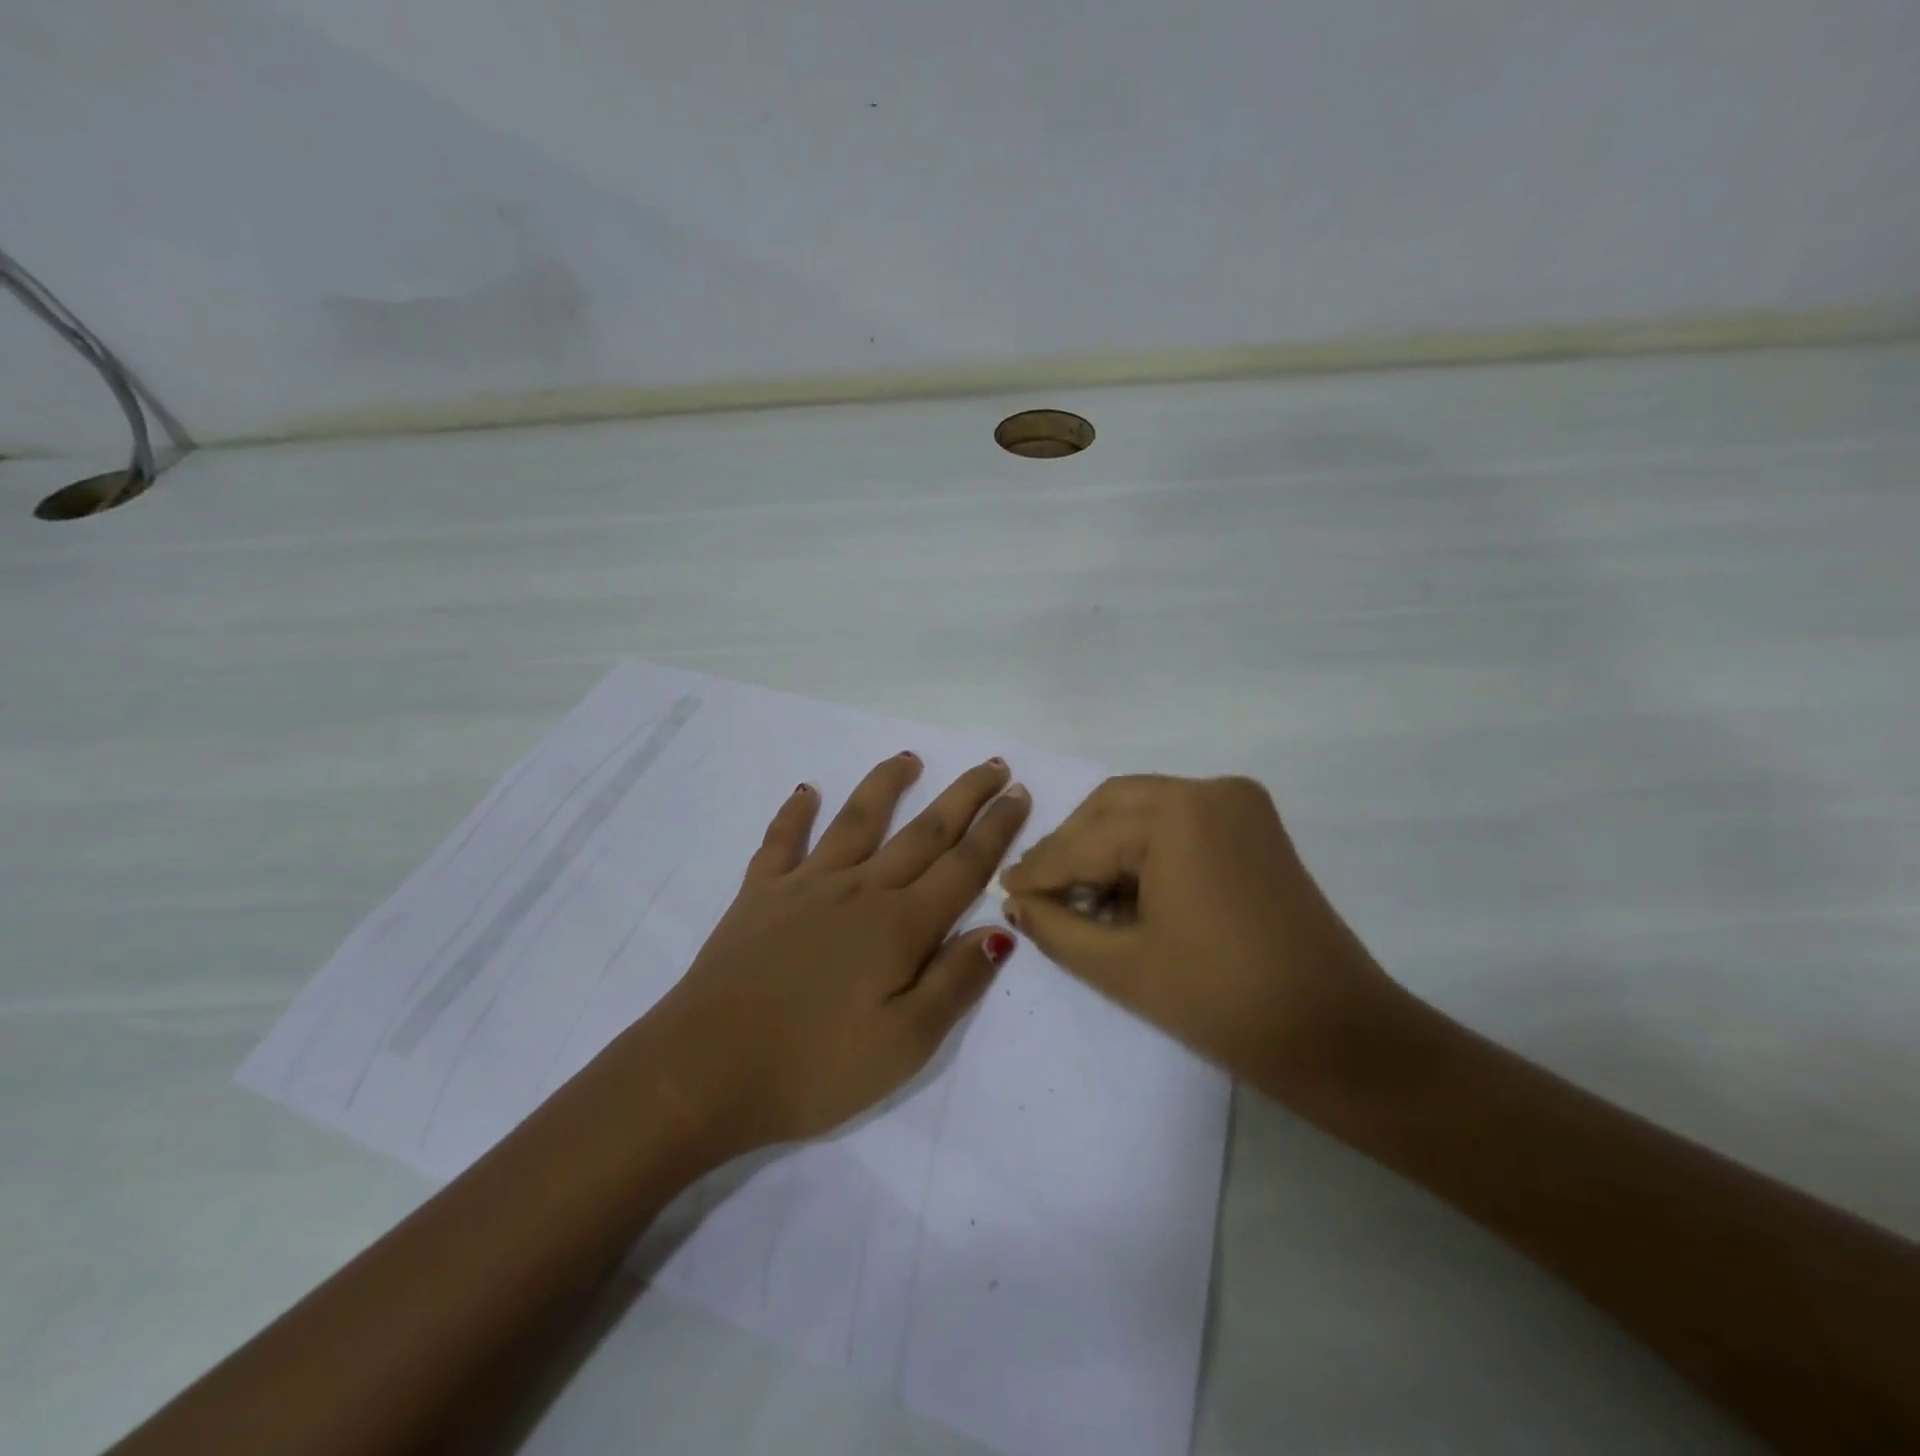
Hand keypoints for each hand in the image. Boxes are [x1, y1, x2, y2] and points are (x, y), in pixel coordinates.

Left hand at [644, 752, 1028, 1154]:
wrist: (703, 1071)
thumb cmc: (814, 1068)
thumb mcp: (905, 1044)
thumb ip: (956, 981)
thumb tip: (1000, 929)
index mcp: (900, 925)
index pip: (963, 865)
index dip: (997, 829)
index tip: (1019, 793)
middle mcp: (859, 890)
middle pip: (924, 832)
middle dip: (964, 796)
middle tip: (992, 766)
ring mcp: (805, 886)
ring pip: (857, 821)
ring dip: (886, 785)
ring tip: (909, 757)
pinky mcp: (759, 896)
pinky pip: (781, 842)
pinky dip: (794, 814)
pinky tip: (804, 792)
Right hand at [999, 775, 1405, 1095]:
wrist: (1336, 1034)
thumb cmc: (1222, 1001)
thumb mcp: (1122, 966)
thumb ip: (1056, 925)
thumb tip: (1015, 902)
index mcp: (1176, 814)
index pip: (1084, 840)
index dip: (1039, 870)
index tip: (1001, 889)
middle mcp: (1208, 790)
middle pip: (1111, 808)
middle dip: (1071, 848)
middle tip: (1040, 892)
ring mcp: (1238, 803)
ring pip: (1143, 809)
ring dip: (1105, 845)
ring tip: (1080, 896)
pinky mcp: (1255, 825)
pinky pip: (1178, 821)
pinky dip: (1144, 847)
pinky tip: (1125, 889)